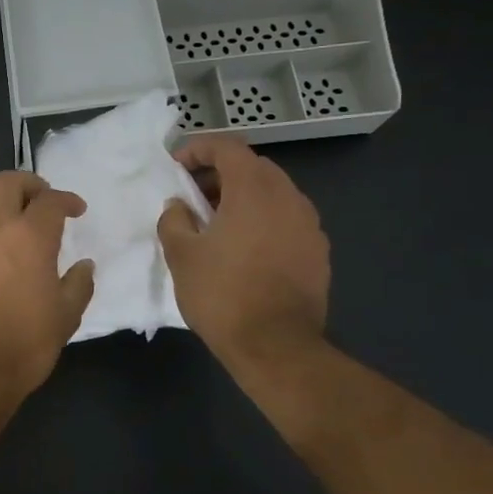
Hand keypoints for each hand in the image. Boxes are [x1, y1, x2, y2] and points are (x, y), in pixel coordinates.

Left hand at [0, 171, 95, 395]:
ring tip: (23, 237)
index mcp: (28, 234)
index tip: (77, 210)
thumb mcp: (66, 315)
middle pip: (6, 183)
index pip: (50, 200)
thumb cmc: (25, 340)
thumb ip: (78, 284)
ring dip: (5, 212)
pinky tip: (0, 263)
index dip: (67, 199)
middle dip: (28, 184)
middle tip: (43, 200)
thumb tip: (84, 266)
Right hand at [156, 136, 329, 376]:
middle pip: (253, 167)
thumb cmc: (222, 293)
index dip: (198, 149)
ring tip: (216, 222)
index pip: (228, 147)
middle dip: (220, 173)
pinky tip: (244, 247)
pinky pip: (286, 219)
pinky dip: (262, 219)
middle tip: (193, 194)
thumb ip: (174, 219)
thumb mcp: (181, 254)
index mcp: (254, 190)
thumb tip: (180, 206)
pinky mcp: (318, 251)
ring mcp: (309, 225)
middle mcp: (288, 198)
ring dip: (243, 197)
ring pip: (273, 193)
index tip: (176, 166)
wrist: (276, 346)